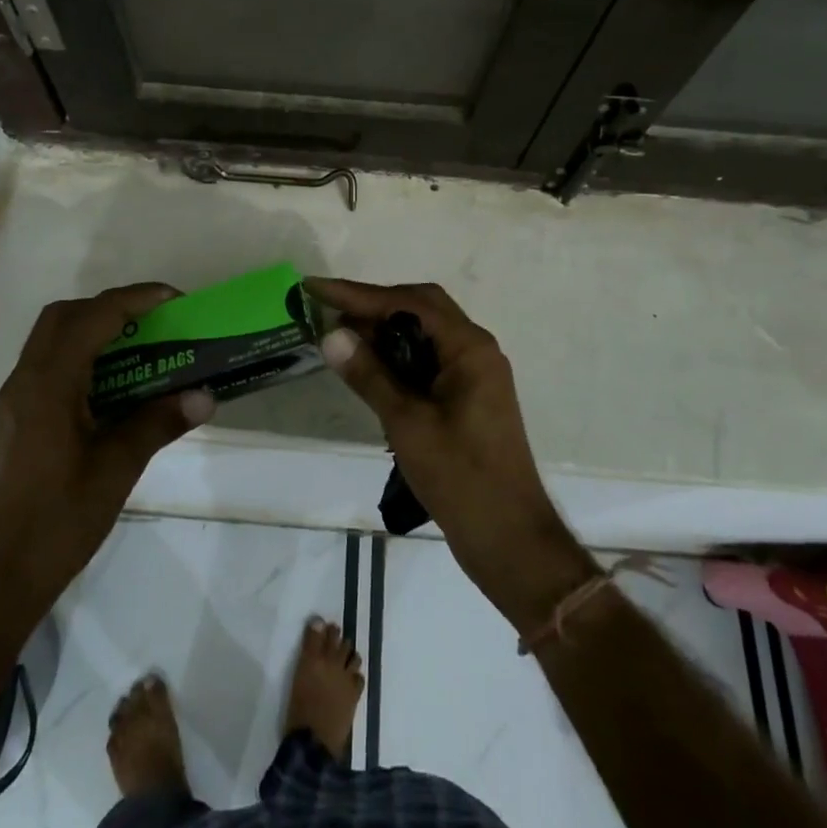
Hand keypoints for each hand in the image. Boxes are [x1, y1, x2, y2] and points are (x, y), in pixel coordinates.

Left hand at [0, 284, 214, 625]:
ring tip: (141, 347)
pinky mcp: (17, 418)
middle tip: (154, 322)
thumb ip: (159, 423)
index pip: (93, 317)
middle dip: (111, 307)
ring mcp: (17, 400)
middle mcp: (26, 381)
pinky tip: (114, 386)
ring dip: (95, 330)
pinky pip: (50, 365)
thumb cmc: (57, 522)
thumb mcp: (116, 470)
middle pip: (65, 317)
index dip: (135, 300)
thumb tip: (206, 394)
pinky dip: (82, 356)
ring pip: (53, 339)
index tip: (175, 301)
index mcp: (48, 385)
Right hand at [304, 277, 596, 629]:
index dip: (359, 294)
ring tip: (342, 338)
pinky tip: (371, 368)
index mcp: (469, 348)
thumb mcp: (407, 424)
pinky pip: (430, 358)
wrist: (509, 539)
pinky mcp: (469, 396)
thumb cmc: (460, 478)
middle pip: (421, 308)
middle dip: (373, 306)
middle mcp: (476, 350)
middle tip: (330, 313)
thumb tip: (332, 334)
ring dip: (385, 330)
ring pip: (425, 332)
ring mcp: (475, 373)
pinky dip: (399, 355)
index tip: (317, 288)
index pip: (408, 303)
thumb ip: (369, 375)